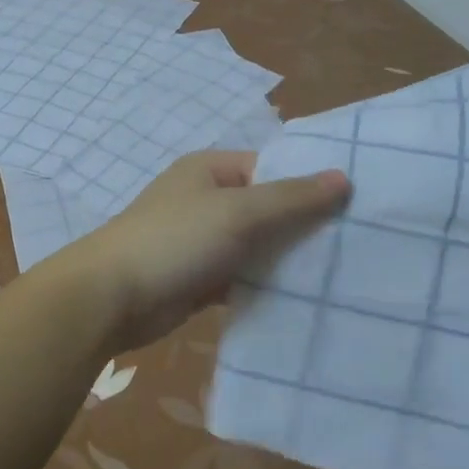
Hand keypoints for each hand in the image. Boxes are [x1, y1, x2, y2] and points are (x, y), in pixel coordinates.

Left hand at [63, 151, 349, 353]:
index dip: (309, 183)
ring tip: (341, 274)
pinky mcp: (200, 278)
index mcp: (211, 170)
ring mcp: (202, 241)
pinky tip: (303, 300)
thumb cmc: (175, 241)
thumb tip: (343, 176)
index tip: (355, 206)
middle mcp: (207, 199)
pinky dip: (265, 286)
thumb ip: (291, 197)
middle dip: (303, 226)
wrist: (112, 298)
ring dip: (286, 259)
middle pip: (266, 208)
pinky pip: (242, 276)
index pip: (271, 168)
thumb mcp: (238, 212)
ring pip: (256, 245)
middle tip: (357, 245)